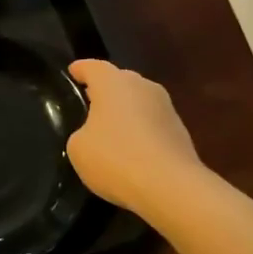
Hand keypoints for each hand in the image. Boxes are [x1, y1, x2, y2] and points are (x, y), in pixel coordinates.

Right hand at [66, 60, 200, 211]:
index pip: (92, 67)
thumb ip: (81, 133)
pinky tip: (131, 151)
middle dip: (104, 91)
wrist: (171, 186)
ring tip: (110, 131)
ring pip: (138, 102)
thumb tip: (94, 134)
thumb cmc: (116, 158)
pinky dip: (140, 132)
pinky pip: (152, 123)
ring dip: (125, 112)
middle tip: (89, 104)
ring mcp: (166, 107)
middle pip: (119, 81)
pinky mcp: (180, 130)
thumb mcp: (78, 148)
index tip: (72, 73)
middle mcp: (142, 86)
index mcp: (113, 82)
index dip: (80, 70)